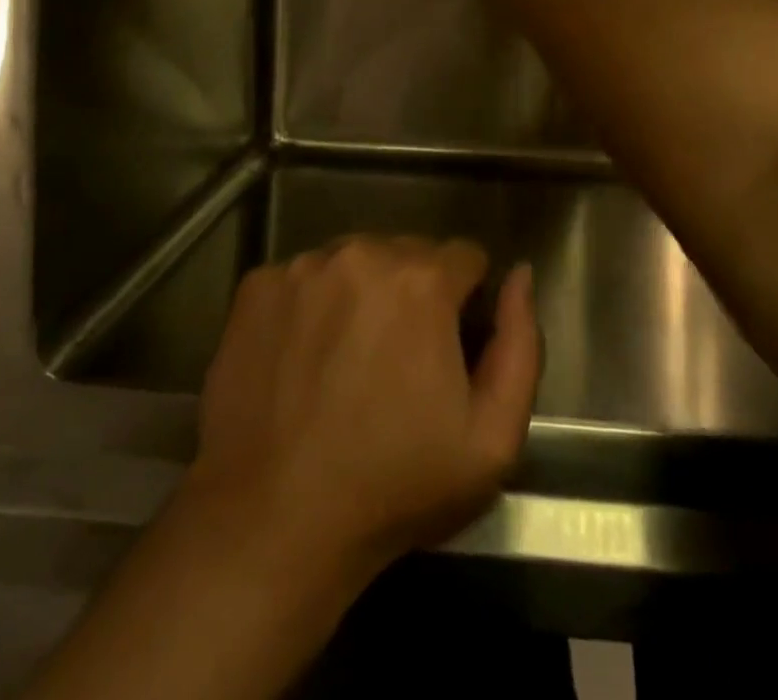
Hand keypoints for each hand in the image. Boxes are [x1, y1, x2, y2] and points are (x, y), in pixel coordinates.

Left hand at [182, 238, 539, 590]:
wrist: (272, 523)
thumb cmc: (393, 486)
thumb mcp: (491, 438)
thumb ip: (521, 344)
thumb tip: (520, 275)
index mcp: (422, 280)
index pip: (465, 258)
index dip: (467, 302)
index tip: (450, 349)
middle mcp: (361, 253)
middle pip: (408, 253)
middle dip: (415, 293)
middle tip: (399, 361)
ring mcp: (302, 267)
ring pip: (354, 261)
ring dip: (362, 293)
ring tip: (348, 360)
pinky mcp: (256, 286)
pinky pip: (303, 277)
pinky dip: (312, 304)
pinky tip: (303, 358)